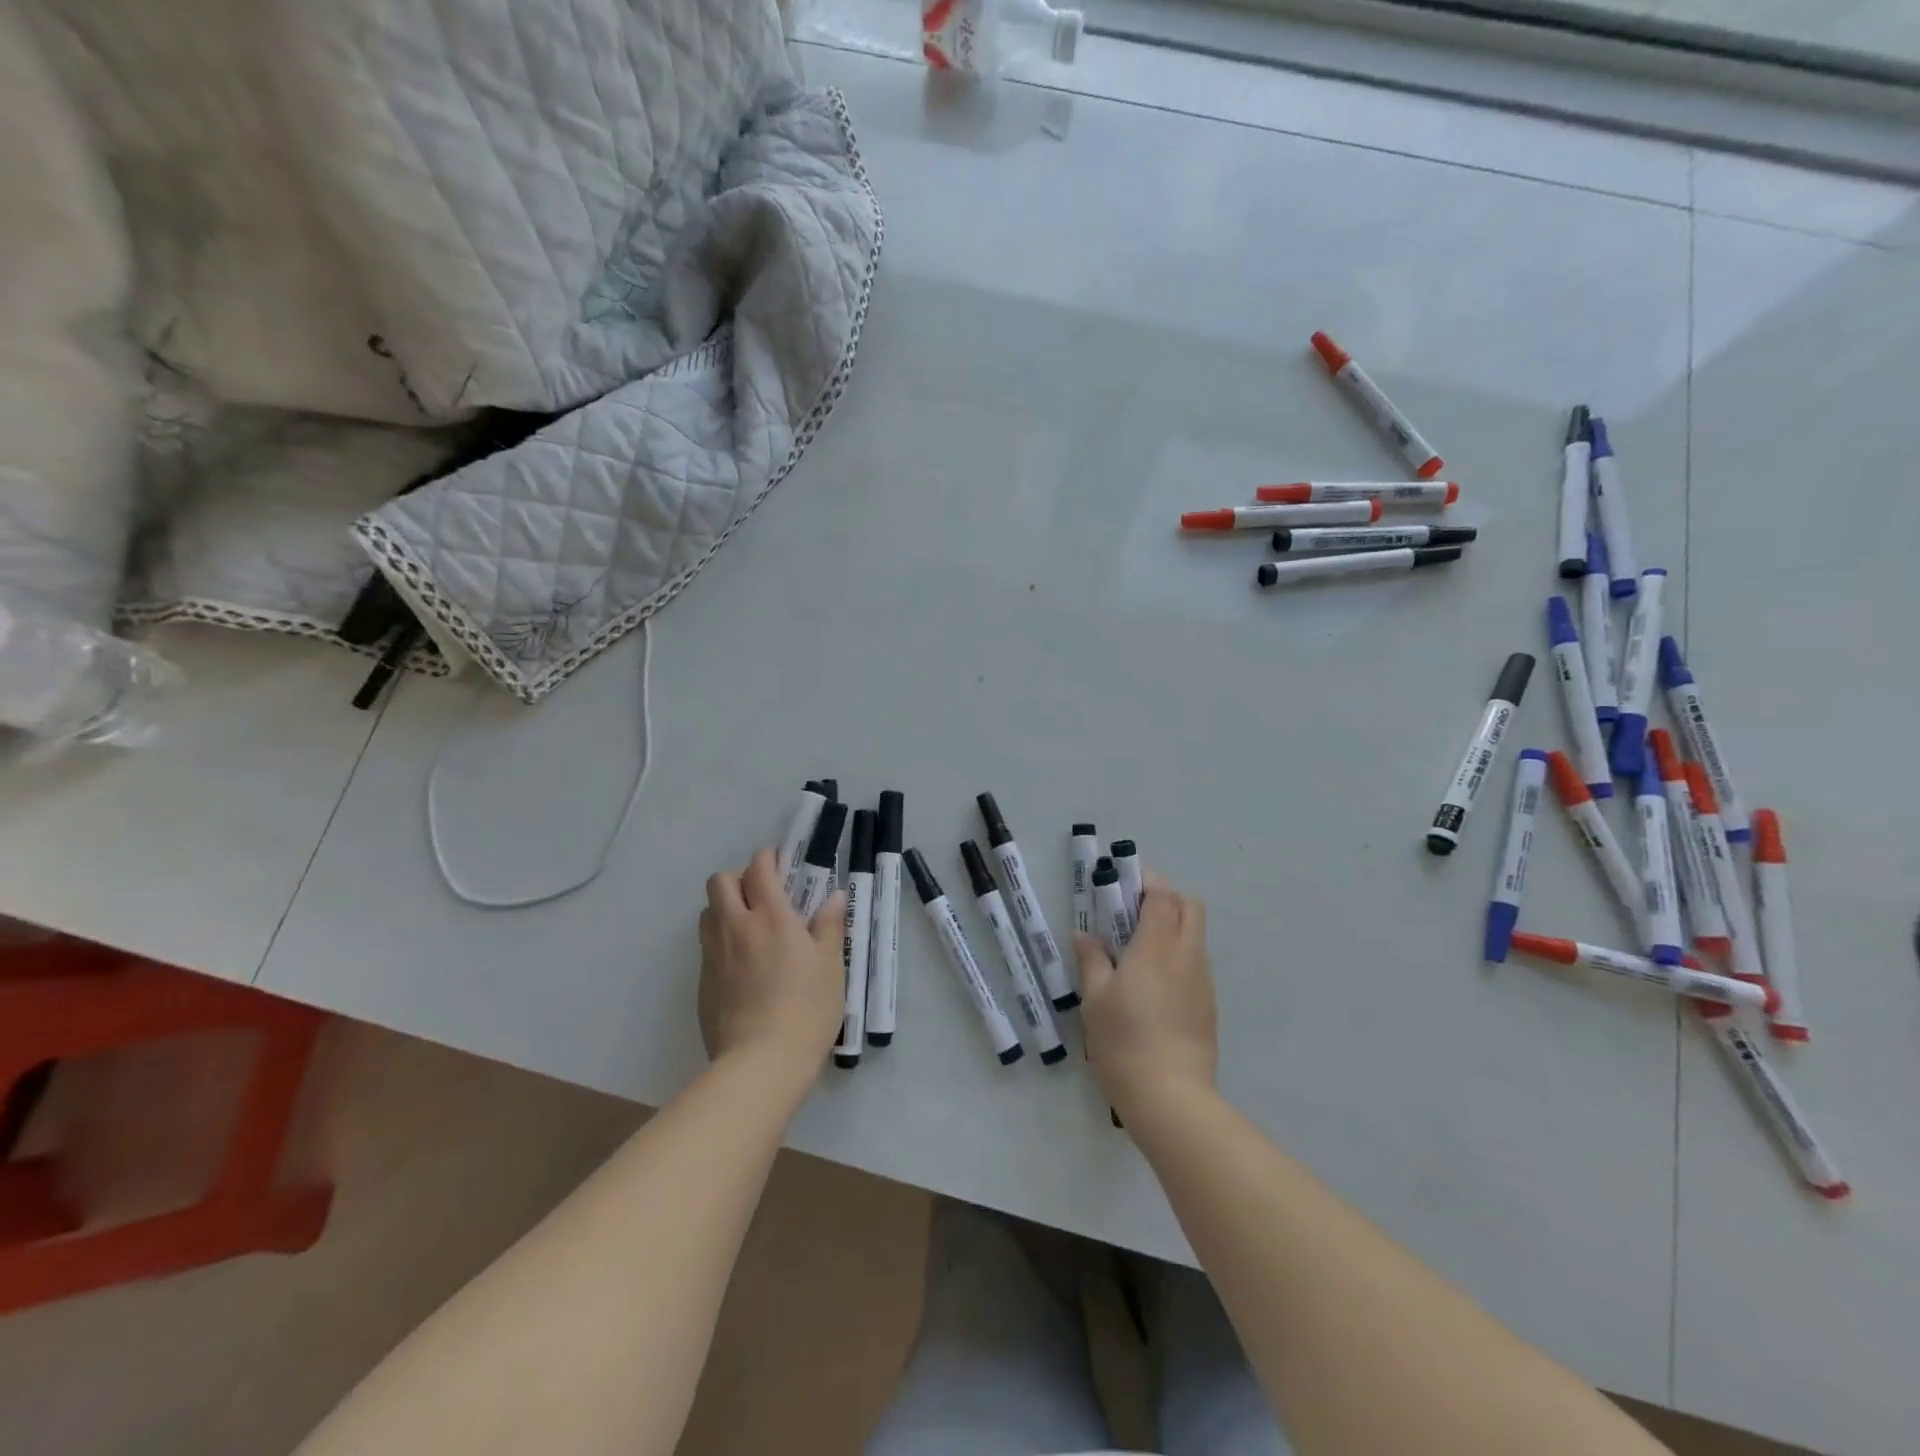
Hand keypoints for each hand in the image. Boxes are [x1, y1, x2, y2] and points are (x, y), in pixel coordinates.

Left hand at [698, 848, 845, 1090]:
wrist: (761, 1064)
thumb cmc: (806, 1008)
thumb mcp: (830, 965)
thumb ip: (829, 925)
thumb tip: (833, 896)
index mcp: (770, 916)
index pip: (758, 868)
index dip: (768, 859)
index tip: (782, 866)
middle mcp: (735, 927)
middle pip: (719, 882)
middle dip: (738, 879)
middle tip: (763, 898)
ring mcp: (713, 956)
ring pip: (707, 913)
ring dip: (725, 909)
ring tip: (751, 930)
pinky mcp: (702, 984)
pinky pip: (707, 948)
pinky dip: (721, 944)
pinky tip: (744, 970)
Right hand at [1075, 871, 1217, 1122]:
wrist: (1171, 1098)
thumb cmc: (1124, 1041)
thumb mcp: (1095, 999)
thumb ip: (1092, 960)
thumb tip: (1085, 935)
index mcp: (1157, 946)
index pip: (1162, 894)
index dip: (1145, 880)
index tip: (1122, 883)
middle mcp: (1186, 955)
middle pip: (1189, 906)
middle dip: (1165, 898)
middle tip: (1132, 913)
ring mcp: (1202, 981)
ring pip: (1194, 935)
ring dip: (1171, 928)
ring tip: (1138, 952)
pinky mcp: (1208, 1006)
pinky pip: (1195, 964)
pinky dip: (1177, 957)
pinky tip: (1153, 987)